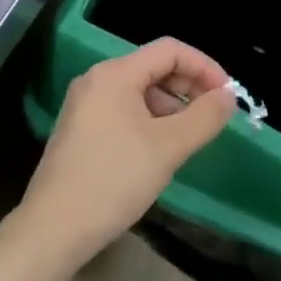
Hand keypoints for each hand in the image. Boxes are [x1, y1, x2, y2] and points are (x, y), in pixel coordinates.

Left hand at [20, 38, 235, 268]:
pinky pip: (124, 110)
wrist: (52, 230)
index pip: (170, 50)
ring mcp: (85, 105)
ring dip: (171, 107)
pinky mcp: (80, 130)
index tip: (227, 96)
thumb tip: (228, 96)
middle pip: (154, 67)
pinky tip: (160, 151)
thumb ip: (204, 117)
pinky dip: (150, 120)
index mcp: (116, 74)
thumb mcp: (168, 148)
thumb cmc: (113, 180)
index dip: (204, 67)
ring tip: (190, 137)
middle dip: (189, 87)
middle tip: (213, 116)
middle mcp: (97, 80)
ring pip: (140, 91)